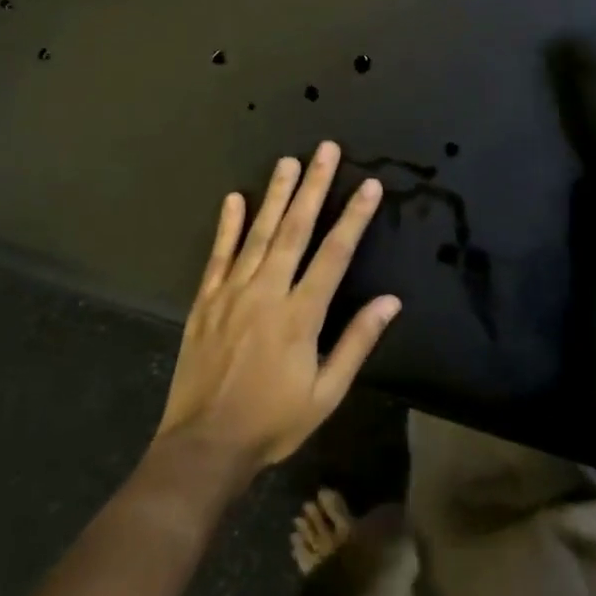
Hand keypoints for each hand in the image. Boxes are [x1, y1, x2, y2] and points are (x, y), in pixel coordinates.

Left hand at [154, 142, 400, 479]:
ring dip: (275, 195)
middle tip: (325, 150)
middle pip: (295, 230)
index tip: (370, 186)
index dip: (354, 217)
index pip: (334, 254)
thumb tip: (391, 301)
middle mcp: (267, 293)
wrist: (205, 445)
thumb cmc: (273, 421)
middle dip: (314, 187)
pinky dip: (227, 226)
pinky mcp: (205, 302)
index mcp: (301, 315)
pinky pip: (218, 256)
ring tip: (289, 161)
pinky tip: (234, 198)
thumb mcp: (327, 393)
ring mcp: (231, 294)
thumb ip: (357, 342)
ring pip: (257, 233)